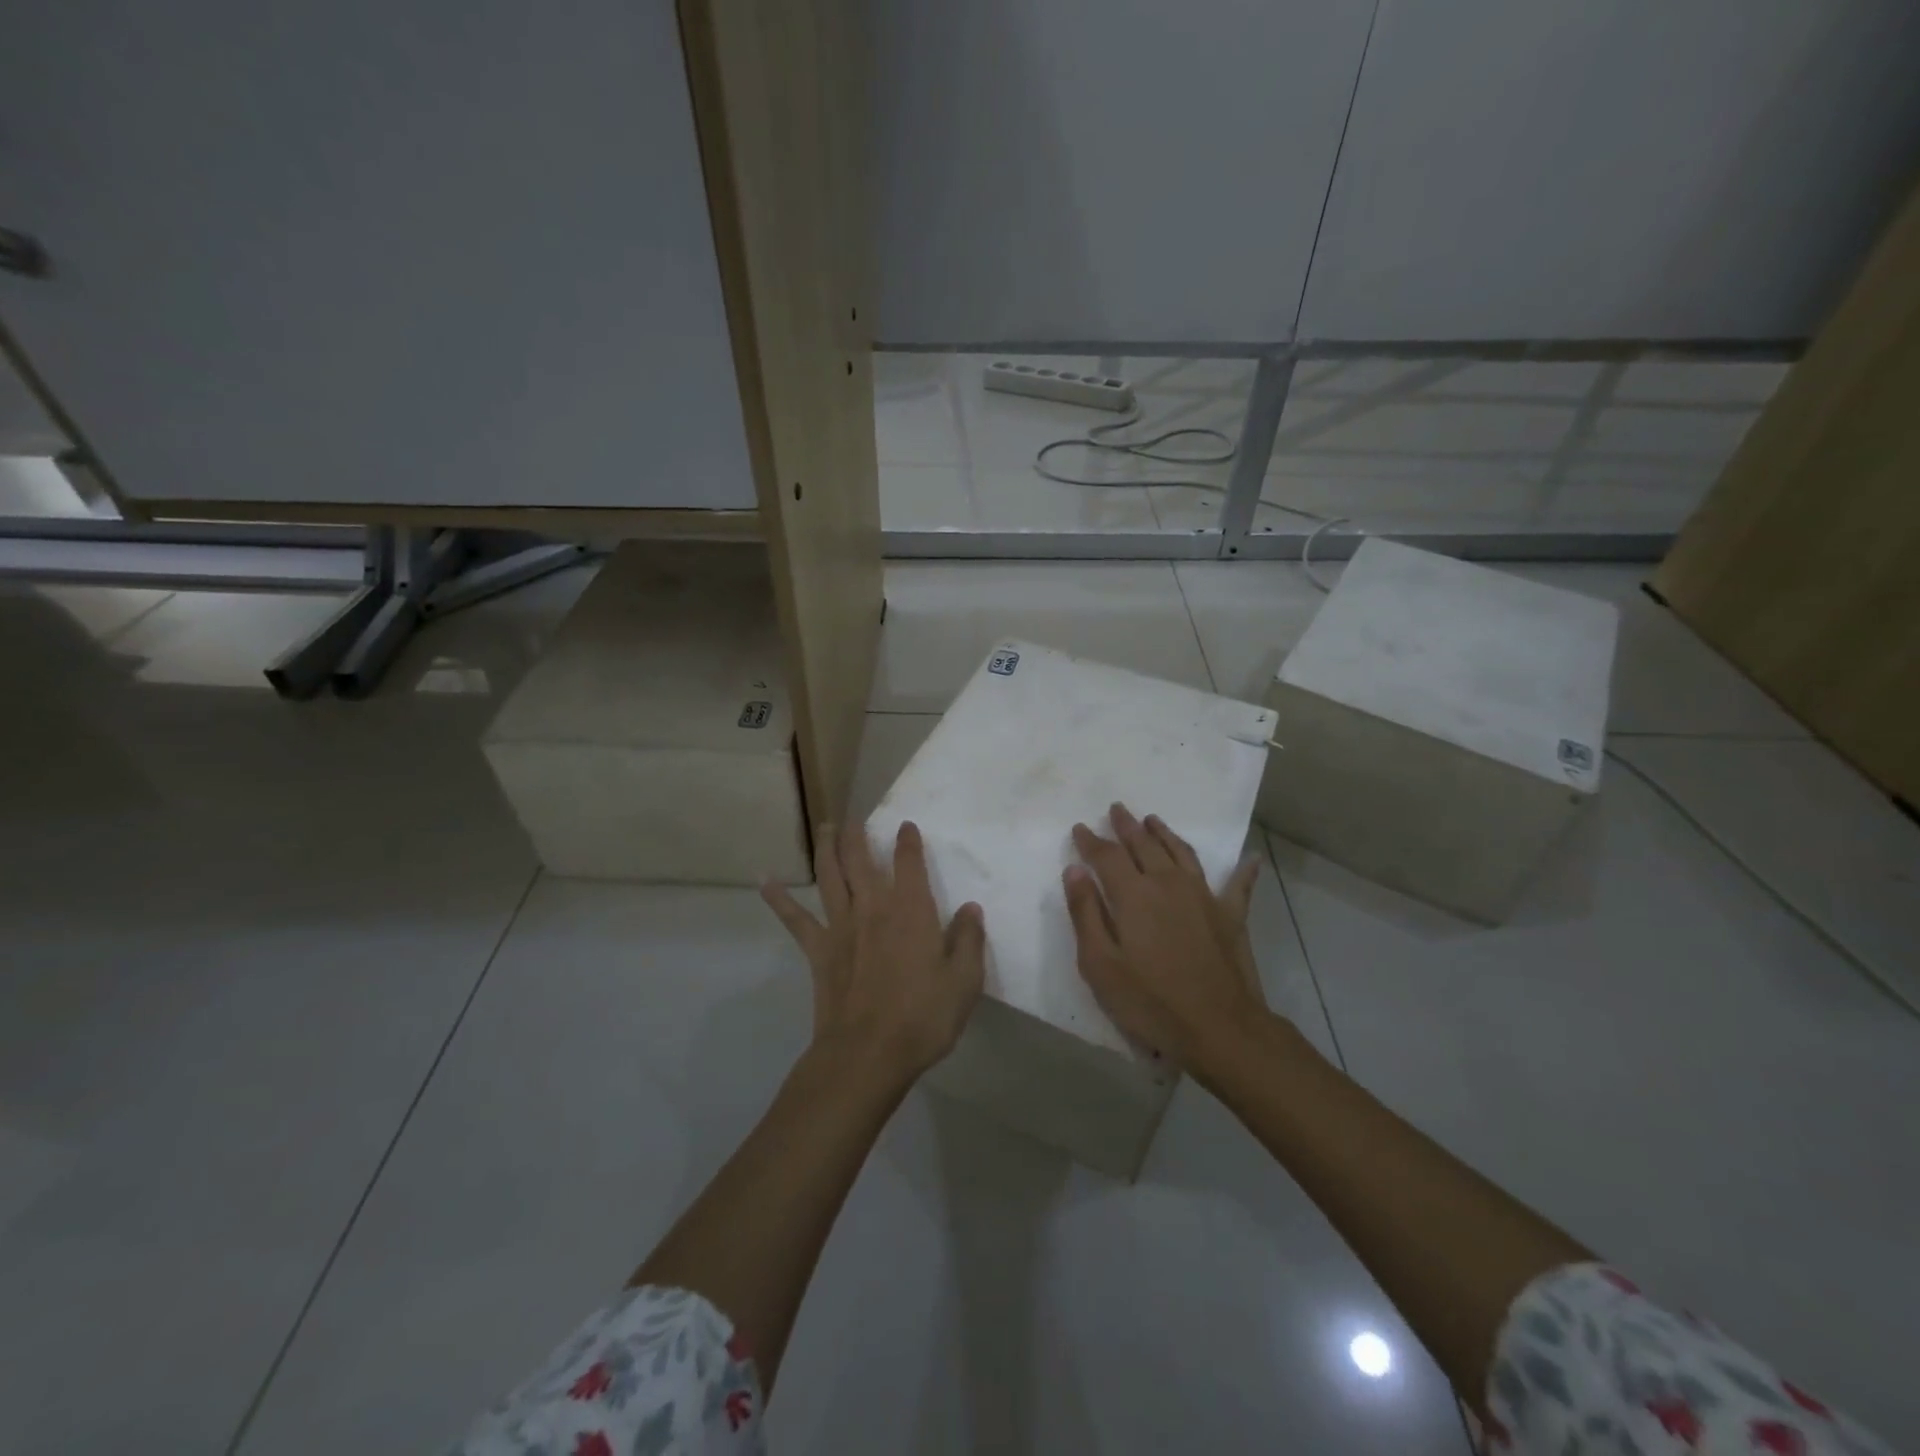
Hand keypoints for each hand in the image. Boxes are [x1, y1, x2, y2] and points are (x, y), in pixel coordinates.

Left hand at [762, 822, 986, 1084]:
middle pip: (861, 860)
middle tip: (854, 816)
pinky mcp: (819, 951)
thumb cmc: (923, 1018)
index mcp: (911, 912)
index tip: (906, 826)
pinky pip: (796, 919)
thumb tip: (971, 908)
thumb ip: (969, 940)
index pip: (909, 864)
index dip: (908, 842)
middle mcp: (873, 908)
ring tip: (824, 827)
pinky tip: (766, 881)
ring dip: (826, 848)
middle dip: (858, 834)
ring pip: (830, 877)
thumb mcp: (964, 981)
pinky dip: (779, 899)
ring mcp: (841, 927)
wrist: (868, 1054)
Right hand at [1063, 803, 1263, 1074]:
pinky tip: (1250, 858)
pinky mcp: (1230, 916)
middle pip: (1144, 845)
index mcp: (1134, 894)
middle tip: (1116, 809)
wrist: (1219, 1028)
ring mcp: (1203, 897)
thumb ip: (1085, 912)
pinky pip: (1238, 886)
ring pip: (1182, 853)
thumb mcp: (1100, 964)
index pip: (1107, 856)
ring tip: (1154, 820)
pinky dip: (1243, 870)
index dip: (1091, 840)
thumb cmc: (1150, 1000)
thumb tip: (1075, 870)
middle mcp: (1168, 883)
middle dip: (1127, 826)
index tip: (1080, 828)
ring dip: (1165, 834)